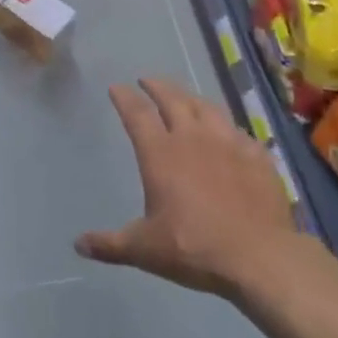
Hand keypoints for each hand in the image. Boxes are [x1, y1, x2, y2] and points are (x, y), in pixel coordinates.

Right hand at [76, 77, 299, 299]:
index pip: (137, 113)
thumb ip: (110, 244)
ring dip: (191, 98)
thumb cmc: (193, 248)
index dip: (125, 97)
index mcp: (160, 153)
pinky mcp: (258, 156)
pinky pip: (240, 132)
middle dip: (157, 86)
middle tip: (147, 80)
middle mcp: (192, 137)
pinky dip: (228, 128)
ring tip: (185, 97)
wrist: (259, 257)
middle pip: (173, 99)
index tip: (116, 87)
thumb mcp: (144, 250)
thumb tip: (78, 244)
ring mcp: (229, 143)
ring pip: (207, 108)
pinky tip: (230, 134)